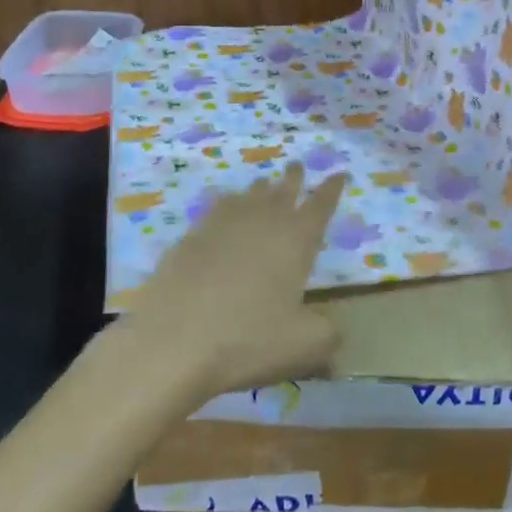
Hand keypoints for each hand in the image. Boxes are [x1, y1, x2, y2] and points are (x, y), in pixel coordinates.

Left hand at [117, 164, 348, 403]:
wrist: (172, 341)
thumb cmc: (247, 340)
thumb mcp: (303, 345)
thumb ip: (327, 335)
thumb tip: (335, 333)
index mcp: (296, 239)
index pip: (321, 205)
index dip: (332, 188)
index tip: (339, 173)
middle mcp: (262, 221)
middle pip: (283, 189)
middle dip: (294, 177)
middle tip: (297, 166)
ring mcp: (222, 225)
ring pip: (247, 195)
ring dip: (260, 188)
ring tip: (263, 184)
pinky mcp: (190, 237)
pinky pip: (215, 211)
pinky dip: (225, 206)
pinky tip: (222, 213)